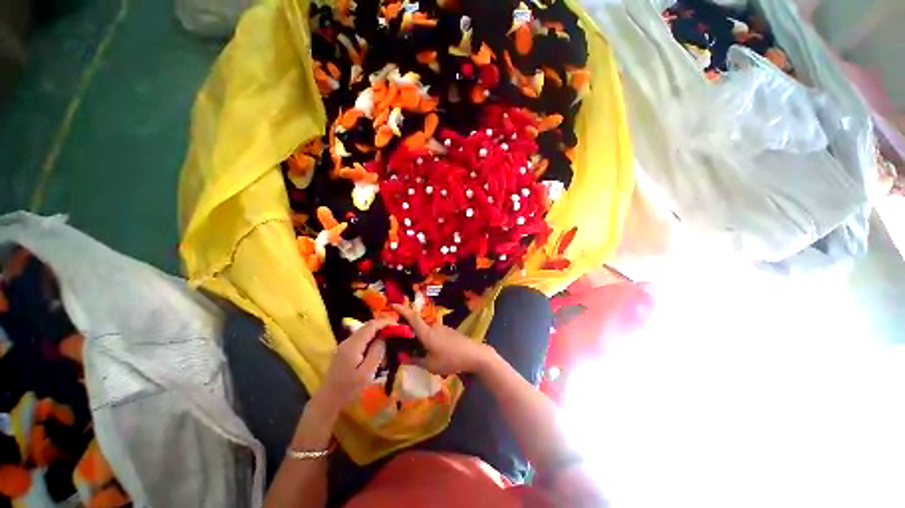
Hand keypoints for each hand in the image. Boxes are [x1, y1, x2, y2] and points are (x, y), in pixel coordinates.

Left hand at [315, 319, 391, 410]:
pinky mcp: (344, 350)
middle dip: (382, 325)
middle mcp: (348, 341)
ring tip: (389, 336)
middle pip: (367, 326)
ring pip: (364, 331)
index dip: (385, 322)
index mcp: (353, 345)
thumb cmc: (349, 388)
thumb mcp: (367, 372)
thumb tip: (384, 336)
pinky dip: (371, 337)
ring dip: (377, 331)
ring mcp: (345, 345)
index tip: (397, 324)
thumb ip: (376, 352)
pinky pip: (360, 338)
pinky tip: (377, 345)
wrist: (328, 399)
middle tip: (396, 330)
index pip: (371, 326)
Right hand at [393, 304, 493, 375]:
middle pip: (418, 325)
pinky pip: (435, 333)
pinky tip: (433, 351)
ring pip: (427, 331)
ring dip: (422, 337)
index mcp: (427, 333)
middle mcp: (434, 326)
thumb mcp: (431, 365)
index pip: (412, 318)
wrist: (474, 354)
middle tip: (404, 340)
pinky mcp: (449, 331)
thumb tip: (404, 357)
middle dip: (410, 330)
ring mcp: (442, 328)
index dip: (402, 310)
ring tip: (419, 351)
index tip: (393, 304)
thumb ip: (416, 361)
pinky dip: (430, 339)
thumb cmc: (451, 360)